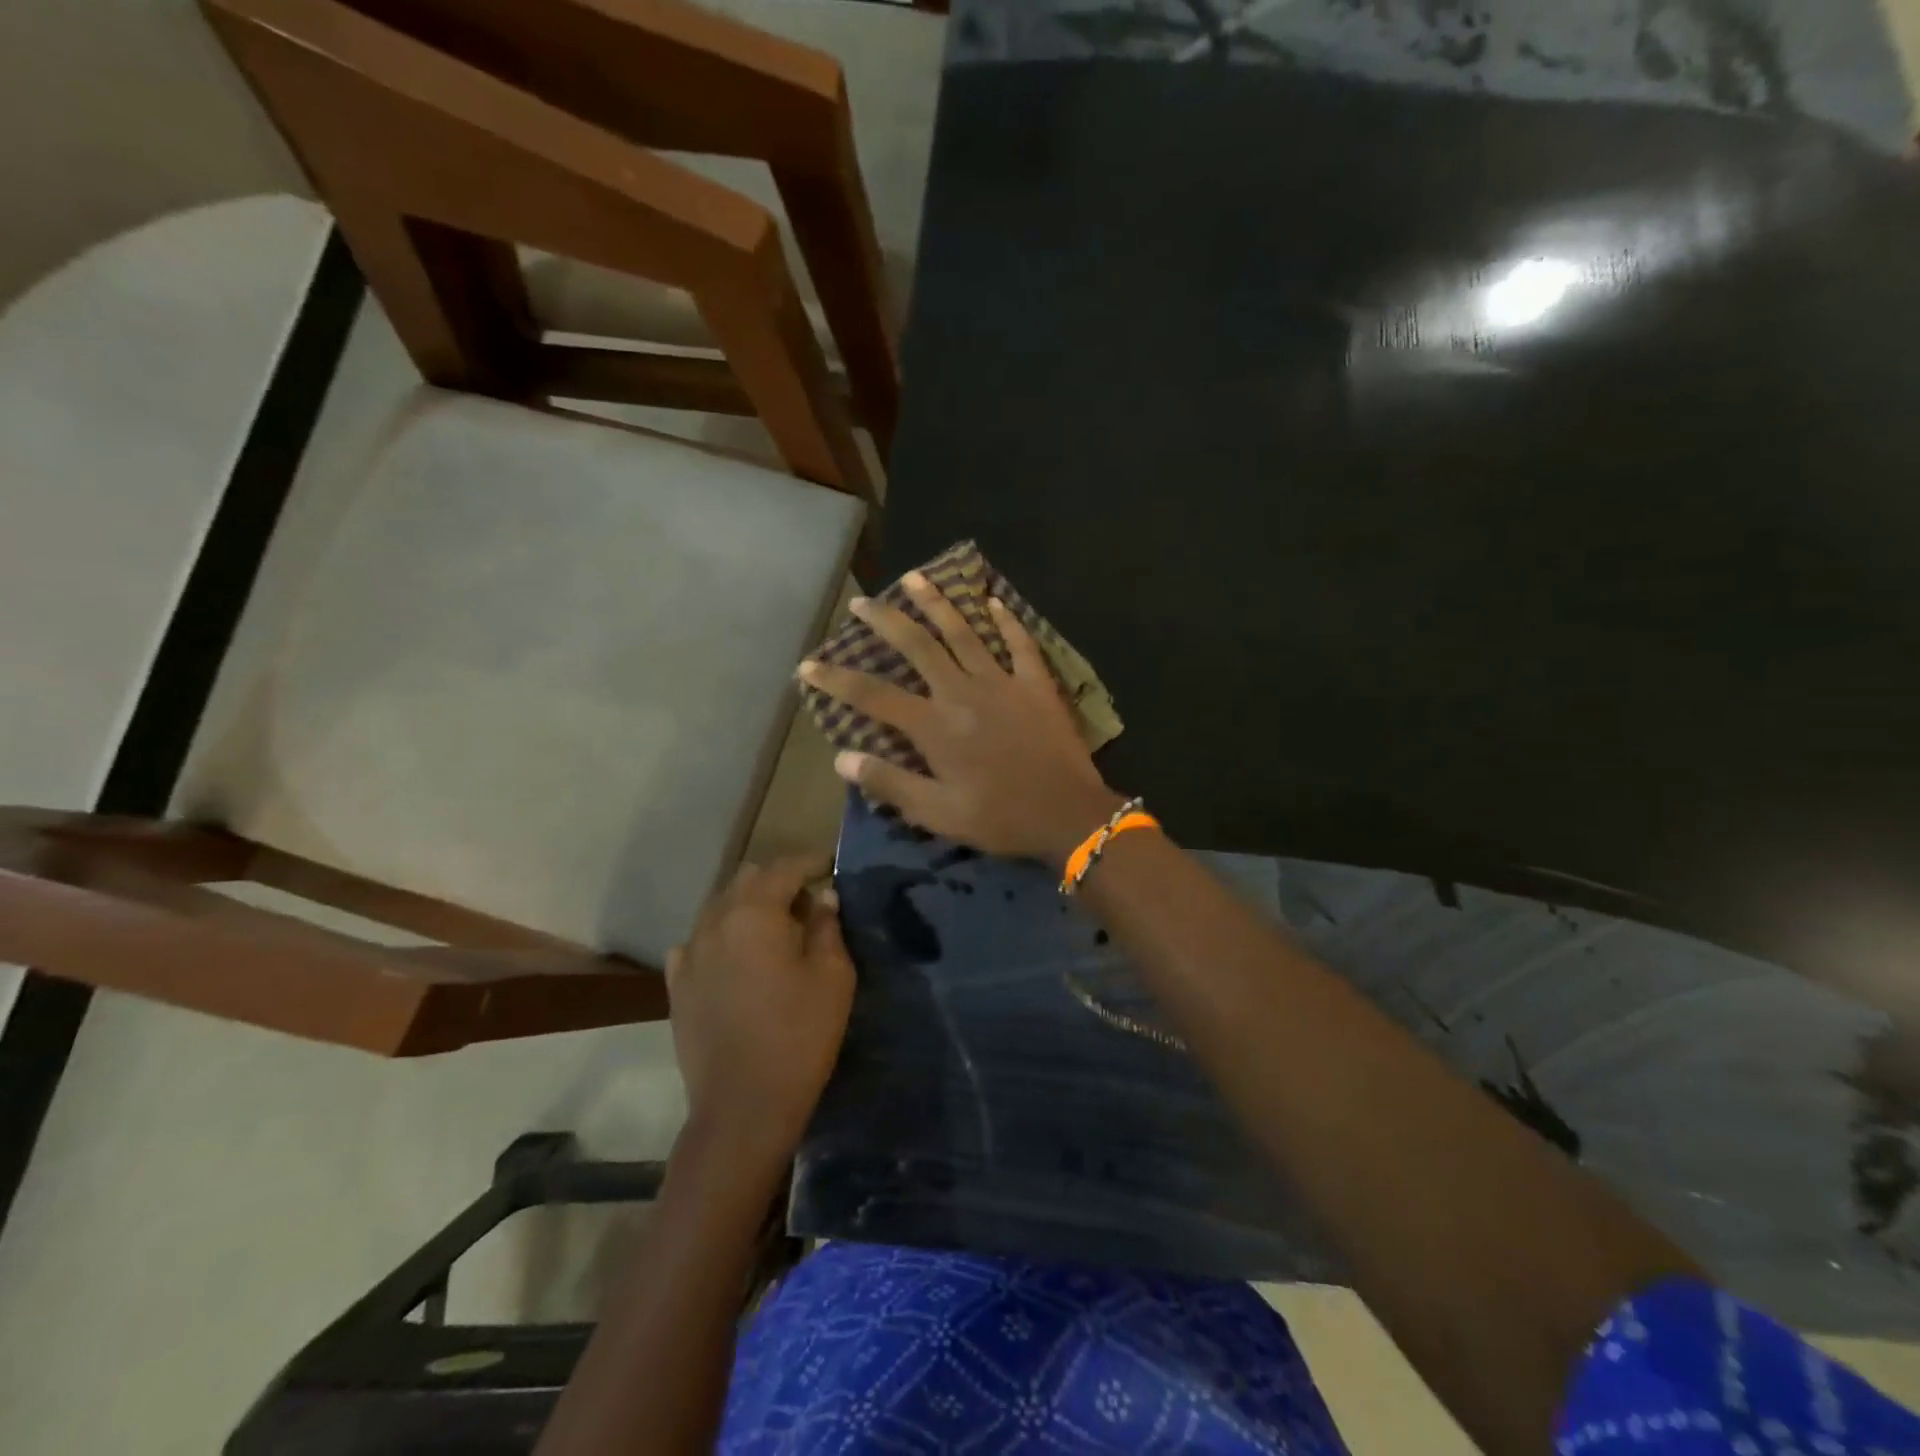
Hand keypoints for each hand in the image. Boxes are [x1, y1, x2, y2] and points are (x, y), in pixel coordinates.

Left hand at [665, 856, 853, 1165]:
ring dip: (749, 907)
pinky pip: (699, 942)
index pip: (785, 867)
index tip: (831, 866)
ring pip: (720, 907)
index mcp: (755, 913)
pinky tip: (738, 960)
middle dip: (778, 881)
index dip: (812, 862)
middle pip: (747, 879)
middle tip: (807, 903)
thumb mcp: (833, 976)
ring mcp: (689, 953)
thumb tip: (822, 897)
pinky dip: (722, 938)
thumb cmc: (799, 1035)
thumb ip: (827, 927)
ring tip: (775, 931)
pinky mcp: (676, 984)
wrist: (743, 1107)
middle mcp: (715, 921)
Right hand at [799, 572, 1124, 862]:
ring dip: (937, 603)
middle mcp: (962, 692)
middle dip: (885, 620)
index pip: (874, 696)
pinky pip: (1020, 643)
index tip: (808, 665)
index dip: (837, 679)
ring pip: (964, 632)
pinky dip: (1007, 621)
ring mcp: (1002, 682)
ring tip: (915, 578)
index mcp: (935, 726)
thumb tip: (842, 758)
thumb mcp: (938, 813)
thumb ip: (890, 783)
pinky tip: (994, 601)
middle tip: (861, 601)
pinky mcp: (1036, 684)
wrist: (1068, 814)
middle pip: (917, 646)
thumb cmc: (1000, 818)